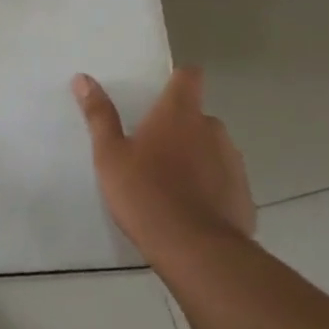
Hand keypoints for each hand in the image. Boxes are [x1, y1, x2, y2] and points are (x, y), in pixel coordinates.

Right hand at [72, 67, 255, 255]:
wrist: (196, 251)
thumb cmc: (146, 193)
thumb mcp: (110, 155)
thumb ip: (99, 115)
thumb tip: (83, 78)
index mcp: (179, 113)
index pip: (189, 76)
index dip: (178, 79)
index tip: (162, 92)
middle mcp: (212, 129)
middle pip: (197, 116)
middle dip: (180, 127)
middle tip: (152, 149)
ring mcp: (233, 162)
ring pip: (212, 149)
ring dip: (196, 157)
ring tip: (171, 183)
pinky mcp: (244, 195)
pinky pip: (224, 181)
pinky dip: (210, 187)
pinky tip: (191, 209)